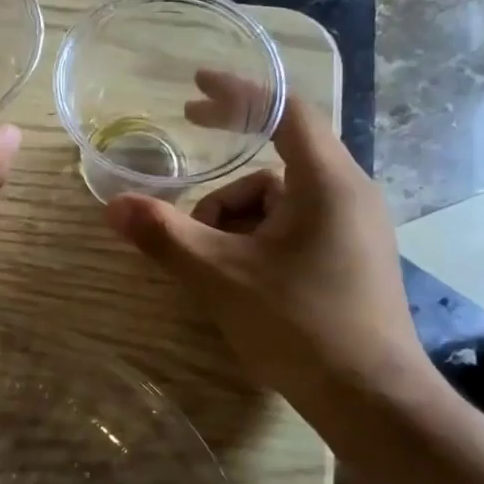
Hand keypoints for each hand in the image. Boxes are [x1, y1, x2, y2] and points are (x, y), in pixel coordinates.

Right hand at [105, 78, 425, 399]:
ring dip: (235, 223)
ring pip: (280, 203)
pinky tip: (239, 280)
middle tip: (182, 184)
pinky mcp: (351, 259)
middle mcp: (349, 193)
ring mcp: (354, 229)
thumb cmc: (299, 325)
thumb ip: (164, 236)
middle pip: (274, 163)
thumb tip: (113, 205)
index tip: (196, 85)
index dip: (239, 91)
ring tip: (212, 266)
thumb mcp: (220, 277)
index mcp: (326, 182)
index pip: (285, 110)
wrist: (371, 398)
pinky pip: (295, 229)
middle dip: (222, 179)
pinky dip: (257, 242)